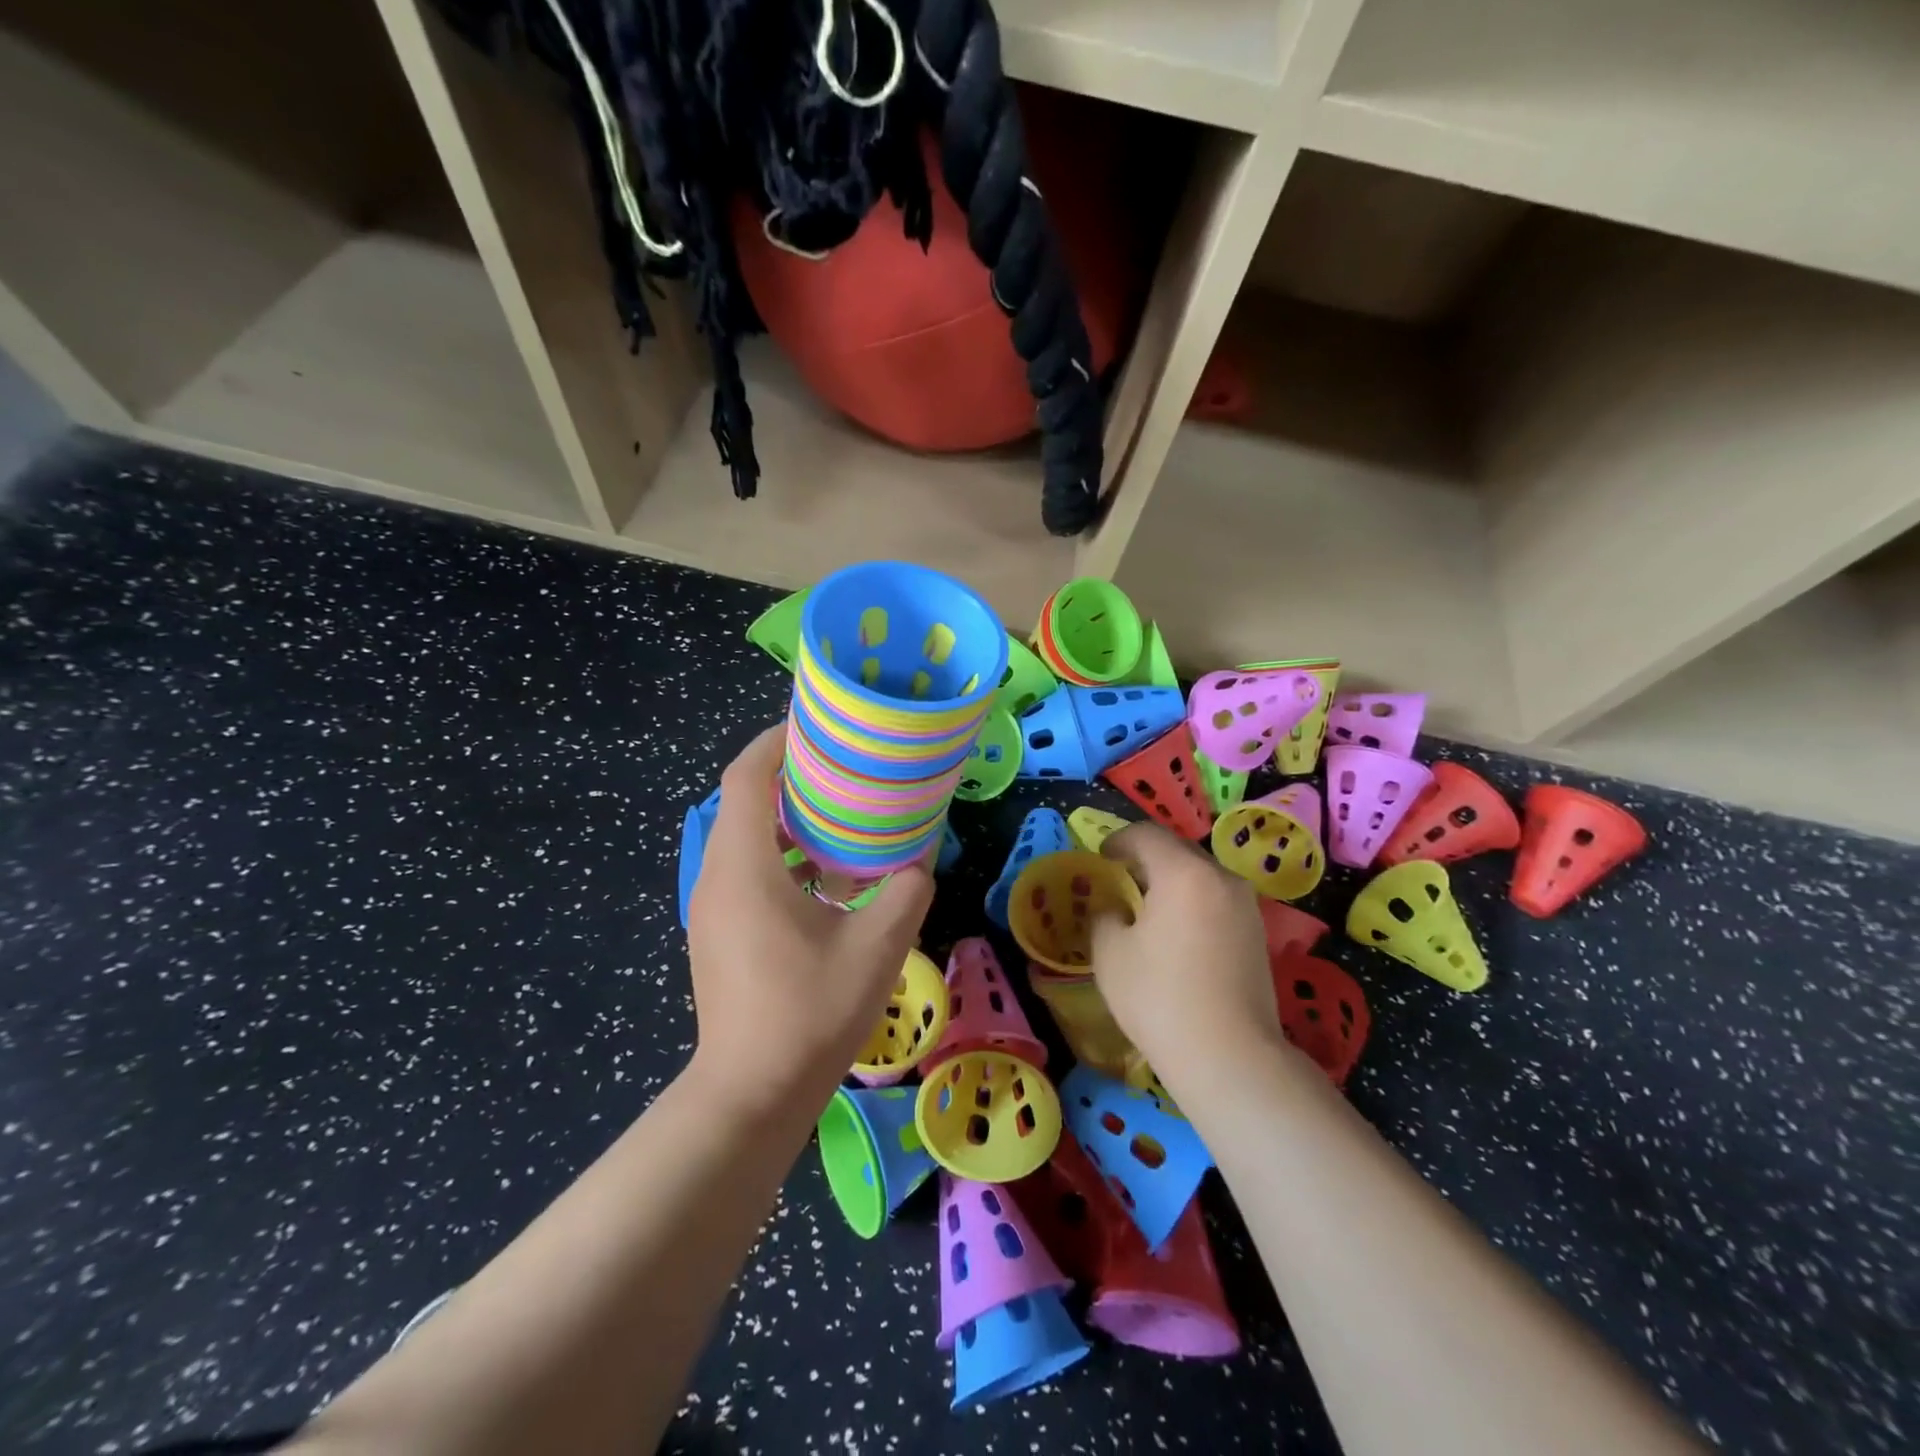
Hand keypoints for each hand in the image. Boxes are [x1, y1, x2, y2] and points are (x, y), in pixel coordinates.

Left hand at [687, 725, 934, 1098]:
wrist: (750, 1096)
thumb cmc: (809, 1013)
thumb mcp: (877, 948)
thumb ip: (906, 892)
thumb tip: (916, 865)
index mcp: (744, 866)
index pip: (746, 776)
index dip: (776, 741)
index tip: (817, 724)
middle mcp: (717, 876)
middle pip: (743, 800)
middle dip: (789, 774)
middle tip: (845, 765)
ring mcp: (712, 907)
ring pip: (744, 837)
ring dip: (787, 816)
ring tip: (842, 811)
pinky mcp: (718, 932)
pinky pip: (745, 869)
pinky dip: (781, 853)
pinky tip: (826, 874)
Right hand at [1089, 821, 1280, 1080]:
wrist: (1230, 1056)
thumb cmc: (1160, 997)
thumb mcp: (1110, 953)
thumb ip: (1105, 916)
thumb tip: (1113, 909)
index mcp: (1183, 872)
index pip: (1146, 834)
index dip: (1118, 840)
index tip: (1100, 858)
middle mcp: (1221, 878)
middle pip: (1178, 851)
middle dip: (1146, 859)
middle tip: (1120, 880)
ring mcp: (1246, 906)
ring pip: (1201, 876)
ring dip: (1172, 881)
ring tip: (1147, 908)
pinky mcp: (1258, 934)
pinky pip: (1216, 900)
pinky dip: (1192, 903)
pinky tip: (1176, 934)